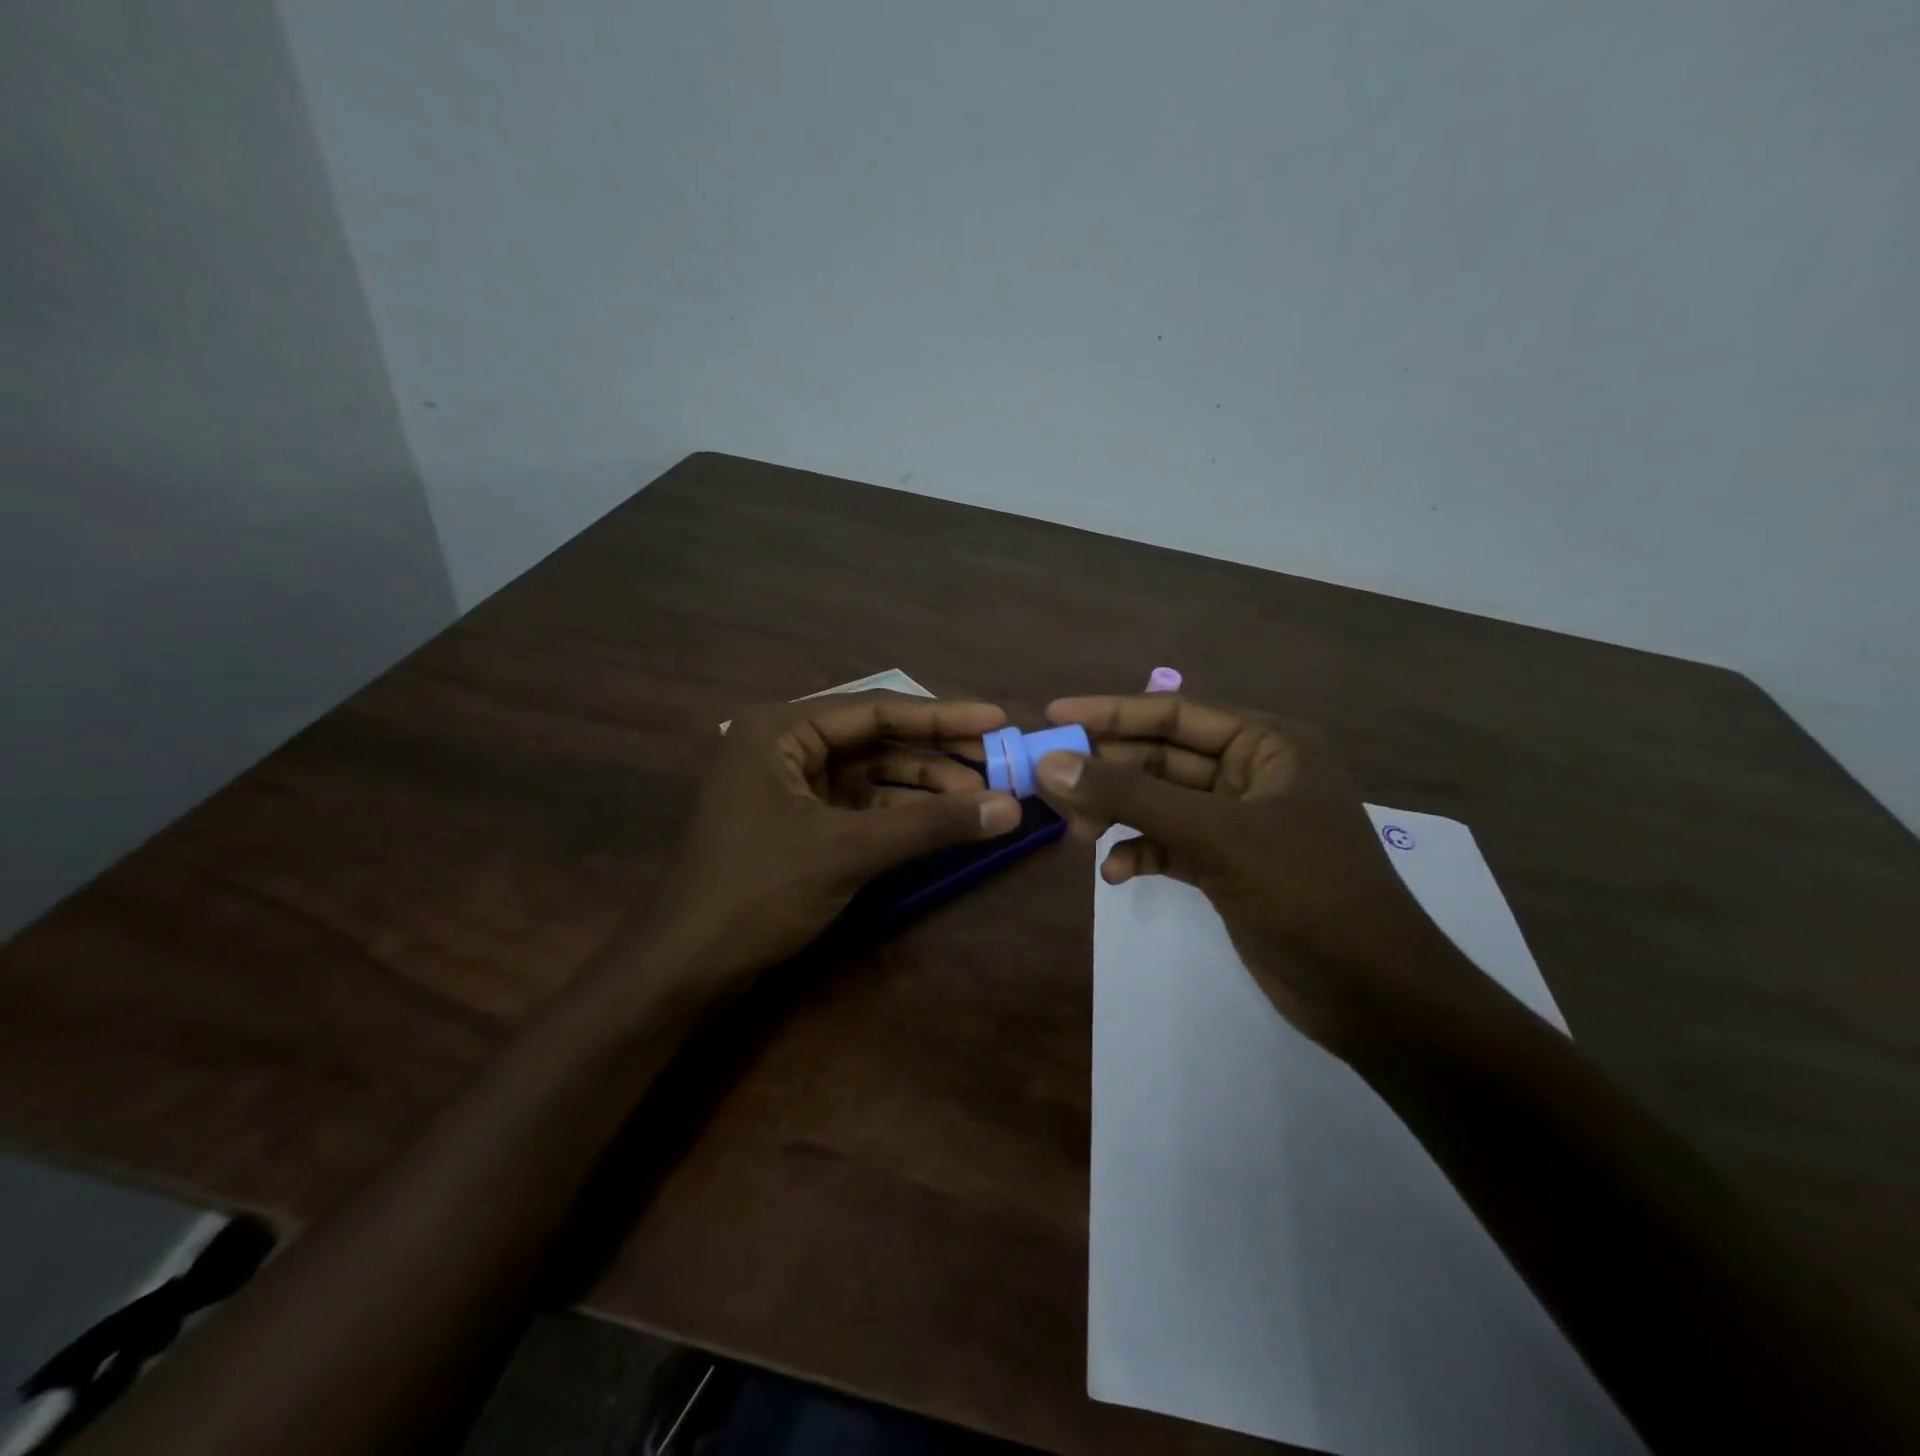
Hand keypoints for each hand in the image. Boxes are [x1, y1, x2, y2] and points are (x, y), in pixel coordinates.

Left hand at [644, 692, 1021, 988]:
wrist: (685, 966)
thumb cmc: (757, 891)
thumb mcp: (848, 851)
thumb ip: (929, 825)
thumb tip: (1010, 807)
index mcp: (782, 730)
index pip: (876, 709)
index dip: (942, 716)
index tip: (997, 720)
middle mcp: (785, 747)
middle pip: (876, 739)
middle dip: (936, 754)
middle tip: (997, 764)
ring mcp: (791, 787)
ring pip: (871, 774)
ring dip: (923, 786)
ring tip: (980, 798)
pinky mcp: (798, 823)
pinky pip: (860, 806)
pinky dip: (900, 814)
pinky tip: (941, 822)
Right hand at [1035, 694, 1496, 1049]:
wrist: (1372, 995)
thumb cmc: (1306, 893)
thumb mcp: (1216, 836)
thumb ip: (1131, 797)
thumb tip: (1052, 764)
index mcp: (1268, 744)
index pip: (1175, 713)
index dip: (1111, 712)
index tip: (1053, 715)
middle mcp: (1254, 774)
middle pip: (1163, 758)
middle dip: (1109, 772)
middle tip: (1049, 783)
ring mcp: (1241, 823)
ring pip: (1162, 803)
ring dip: (1119, 814)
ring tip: (1076, 833)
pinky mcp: (1230, 866)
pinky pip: (1171, 844)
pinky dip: (1142, 852)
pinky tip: (1116, 873)